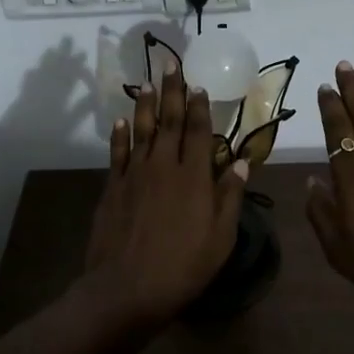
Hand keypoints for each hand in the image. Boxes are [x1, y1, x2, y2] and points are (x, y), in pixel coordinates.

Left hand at [82, 65, 247, 332]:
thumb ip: (229, 195)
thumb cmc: (183, 267)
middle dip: (172, 92)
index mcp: (193, 177)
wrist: (127, 288)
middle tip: (171, 65)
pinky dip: (120, 135)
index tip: (199, 85)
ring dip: (146, 105)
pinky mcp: (113, 187)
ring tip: (148, 83)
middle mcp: (164, 166)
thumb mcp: (220, 237)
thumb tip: (240, 160)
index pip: (197, 131)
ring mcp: (135, 175)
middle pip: (168, 121)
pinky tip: (121, 120)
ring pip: (142, 130)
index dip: (199, 107)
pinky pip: (118, 153)